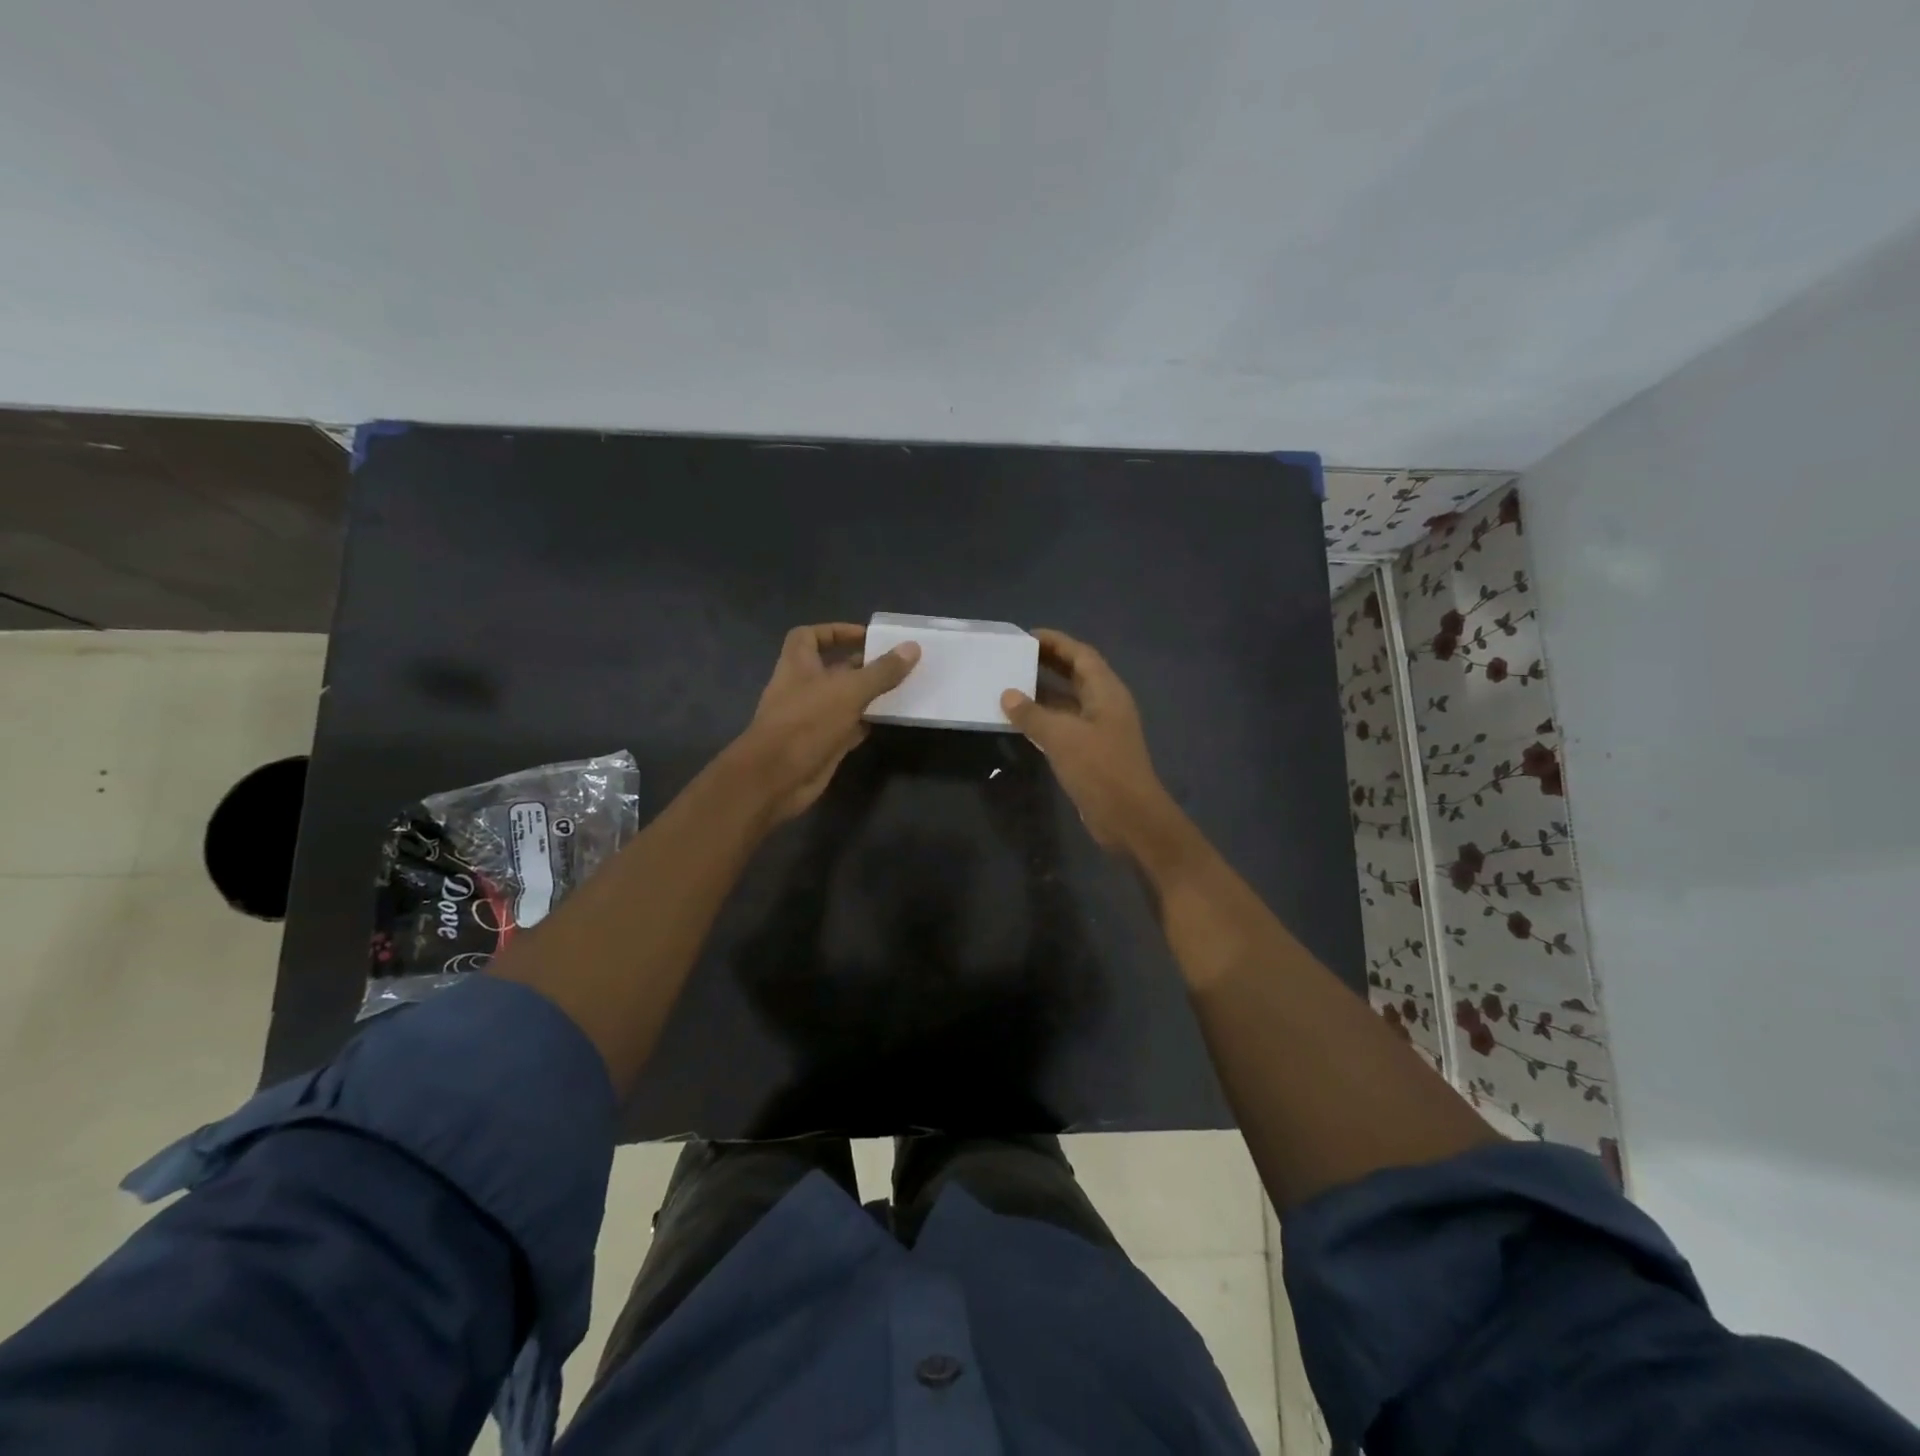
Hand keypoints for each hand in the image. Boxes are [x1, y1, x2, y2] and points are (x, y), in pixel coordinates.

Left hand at [734, 623, 919, 823]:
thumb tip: (912, 647)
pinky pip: (847, 728)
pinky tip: (888, 720)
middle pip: (832, 669)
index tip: (866, 637)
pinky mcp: (821, 744)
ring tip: (900, 688)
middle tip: (895, 664)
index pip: (809, 636)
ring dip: (866, 695)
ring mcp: (811, 718)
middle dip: (861, 665)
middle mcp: (802, 688)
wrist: (776, 778)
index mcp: (798, 665)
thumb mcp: (849, 691)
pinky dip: (865, 723)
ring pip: (842, 700)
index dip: (836, 631)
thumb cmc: (807, 722)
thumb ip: (881, 671)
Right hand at [1001, 629, 1180, 857]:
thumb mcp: (1061, 737)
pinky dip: (1045, 719)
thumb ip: (1032, 714)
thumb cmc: (1100, 769)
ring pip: (1069, 702)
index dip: (1056, 642)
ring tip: (1011, 684)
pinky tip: (1021, 722)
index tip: (1027, 636)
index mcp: (1106, 692)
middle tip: (1015, 657)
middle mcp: (1105, 705)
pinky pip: (1065, 726)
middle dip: (1049, 664)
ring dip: (1044, 693)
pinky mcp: (1092, 753)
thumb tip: (1007, 695)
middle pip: (1076, 675)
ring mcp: (1100, 730)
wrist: (1129, 818)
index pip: (1081, 655)